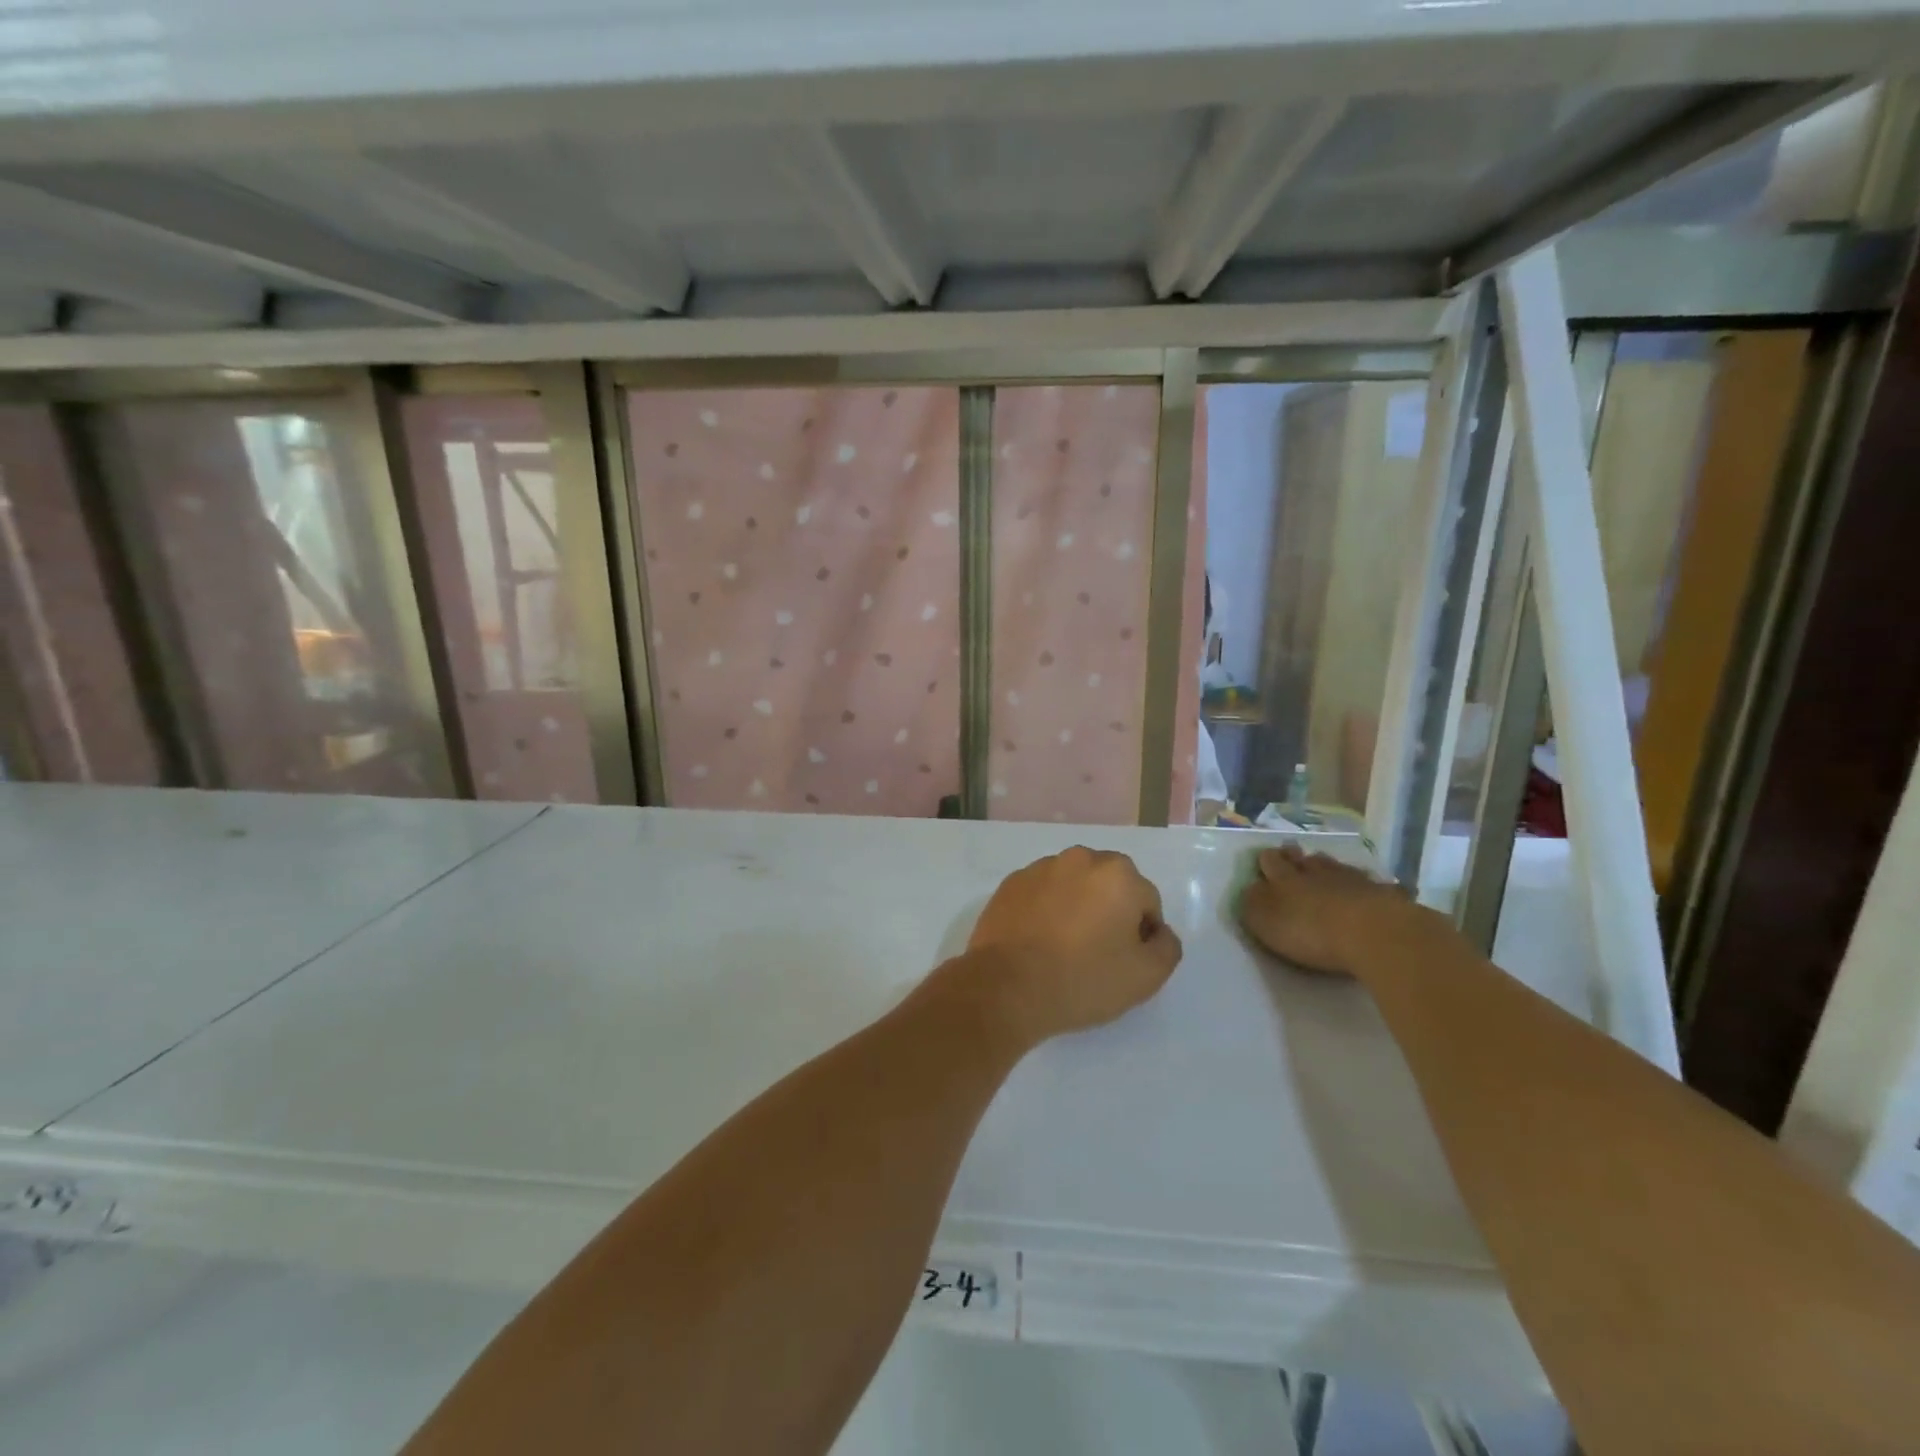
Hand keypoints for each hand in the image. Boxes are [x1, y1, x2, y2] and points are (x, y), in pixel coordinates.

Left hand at [963, 847, 1183, 1043]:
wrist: (1007, 986)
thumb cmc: (1083, 979)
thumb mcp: (1146, 976)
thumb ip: (1167, 947)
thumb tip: (1158, 932)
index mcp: (1118, 873)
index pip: (1146, 902)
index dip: (1142, 935)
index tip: (1124, 962)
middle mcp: (1080, 859)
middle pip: (1109, 886)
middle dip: (1110, 913)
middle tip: (1097, 954)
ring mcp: (1040, 868)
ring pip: (1073, 886)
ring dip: (1076, 908)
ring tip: (1063, 949)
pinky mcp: (1010, 883)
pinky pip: (1041, 894)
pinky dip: (1045, 910)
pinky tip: (1037, 942)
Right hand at [1238, 845, 1434, 978]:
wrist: (1373, 933)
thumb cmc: (1310, 930)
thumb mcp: (1266, 921)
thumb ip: (1253, 904)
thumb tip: (1251, 888)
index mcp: (1284, 879)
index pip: (1271, 862)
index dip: (1267, 859)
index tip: (1265, 856)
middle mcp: (1317, 873)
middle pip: (1304, 860)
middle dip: (1295, 856)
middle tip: (1291, 852)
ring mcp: (1352, 881)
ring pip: (1336, 867)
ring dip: (1327, 866)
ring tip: (1323, 864)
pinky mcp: (1383, 895)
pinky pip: (1370, 884)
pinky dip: (1364, 885)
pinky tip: (1366, 887)